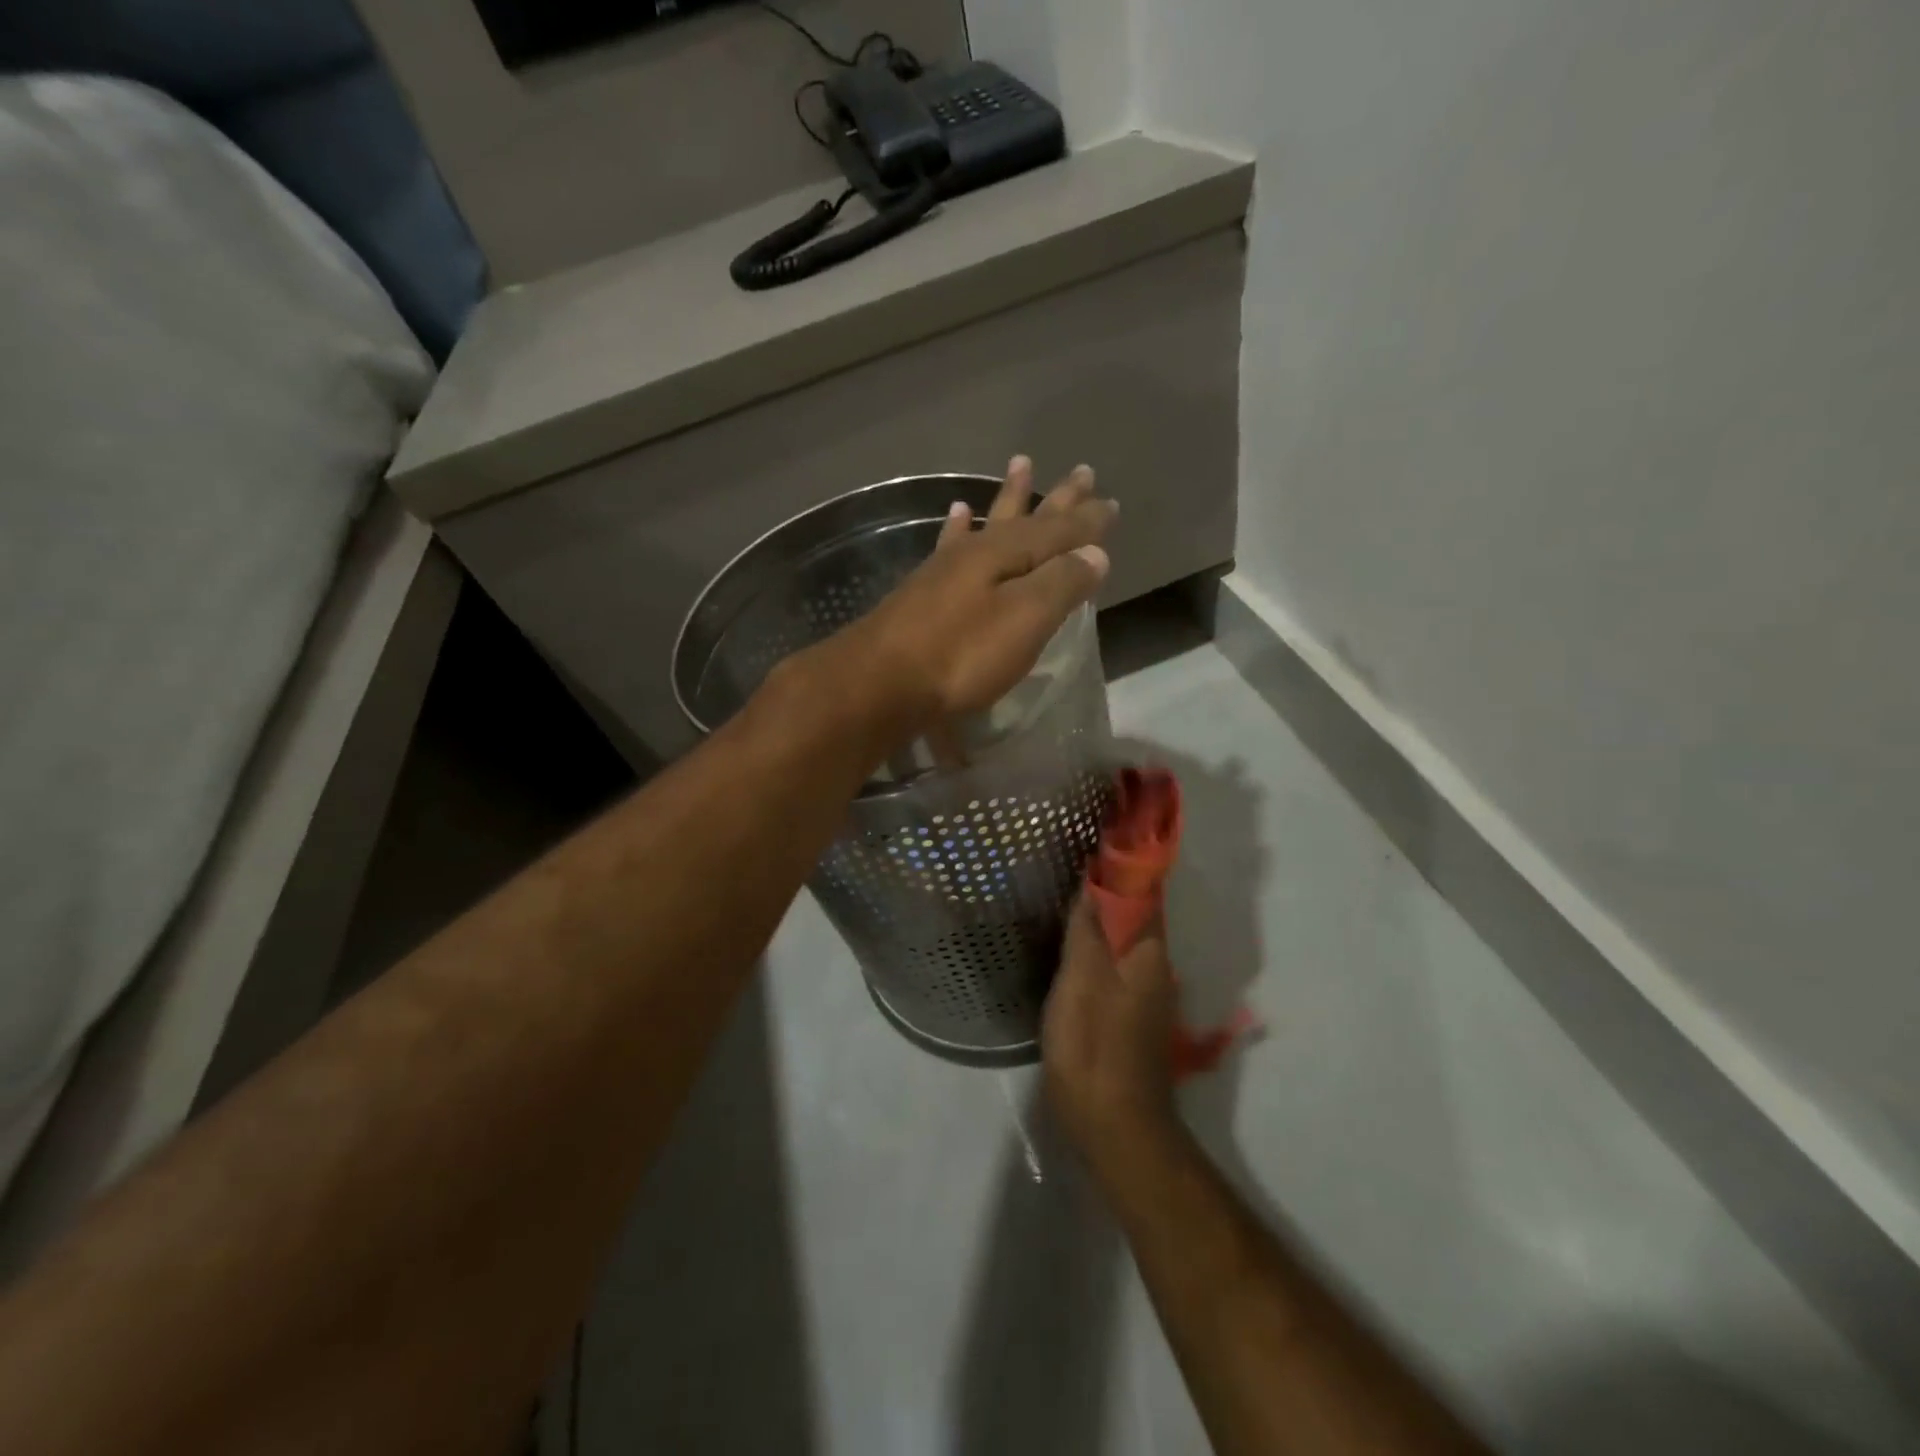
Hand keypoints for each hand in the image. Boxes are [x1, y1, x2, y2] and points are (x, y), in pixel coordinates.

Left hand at [829, 458, 1115, 730]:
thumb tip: (1095, 553)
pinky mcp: (923, 591)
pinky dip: (958, 527)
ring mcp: (946, 569)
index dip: (1088, 520)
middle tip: (1082, 471)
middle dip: (1056, 499)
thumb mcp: (1024, 620)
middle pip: (1026, 518)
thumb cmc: (960, 655)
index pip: (1059, 531)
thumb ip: (1061, 584)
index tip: (1111, 502)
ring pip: (988, 523)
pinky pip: (949, 544)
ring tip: (1021, 466)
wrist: (880, 682)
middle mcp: (977, 552)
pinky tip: (956, 512)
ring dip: (1008, 498)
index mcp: (1007, 555)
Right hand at [1043, 893, 1183, 1192]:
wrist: (1116, 1129)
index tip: (1092, 838)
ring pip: (1126, 939)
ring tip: (1064, 894)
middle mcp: (1158, 966)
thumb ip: (1088, 929)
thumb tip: (1094, 880)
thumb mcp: (1082, 980)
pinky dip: (1099, 944)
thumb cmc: (1095, 1047)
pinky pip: (1117, 964)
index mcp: (1150, 951)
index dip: (1121, 863)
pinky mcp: (1131, 1016)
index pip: (1142, 890)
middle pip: (1136, 913)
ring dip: (1103, 915)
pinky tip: (1072, 945)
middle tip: (1068, 863)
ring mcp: (1147, 994)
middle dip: (1109, 886)